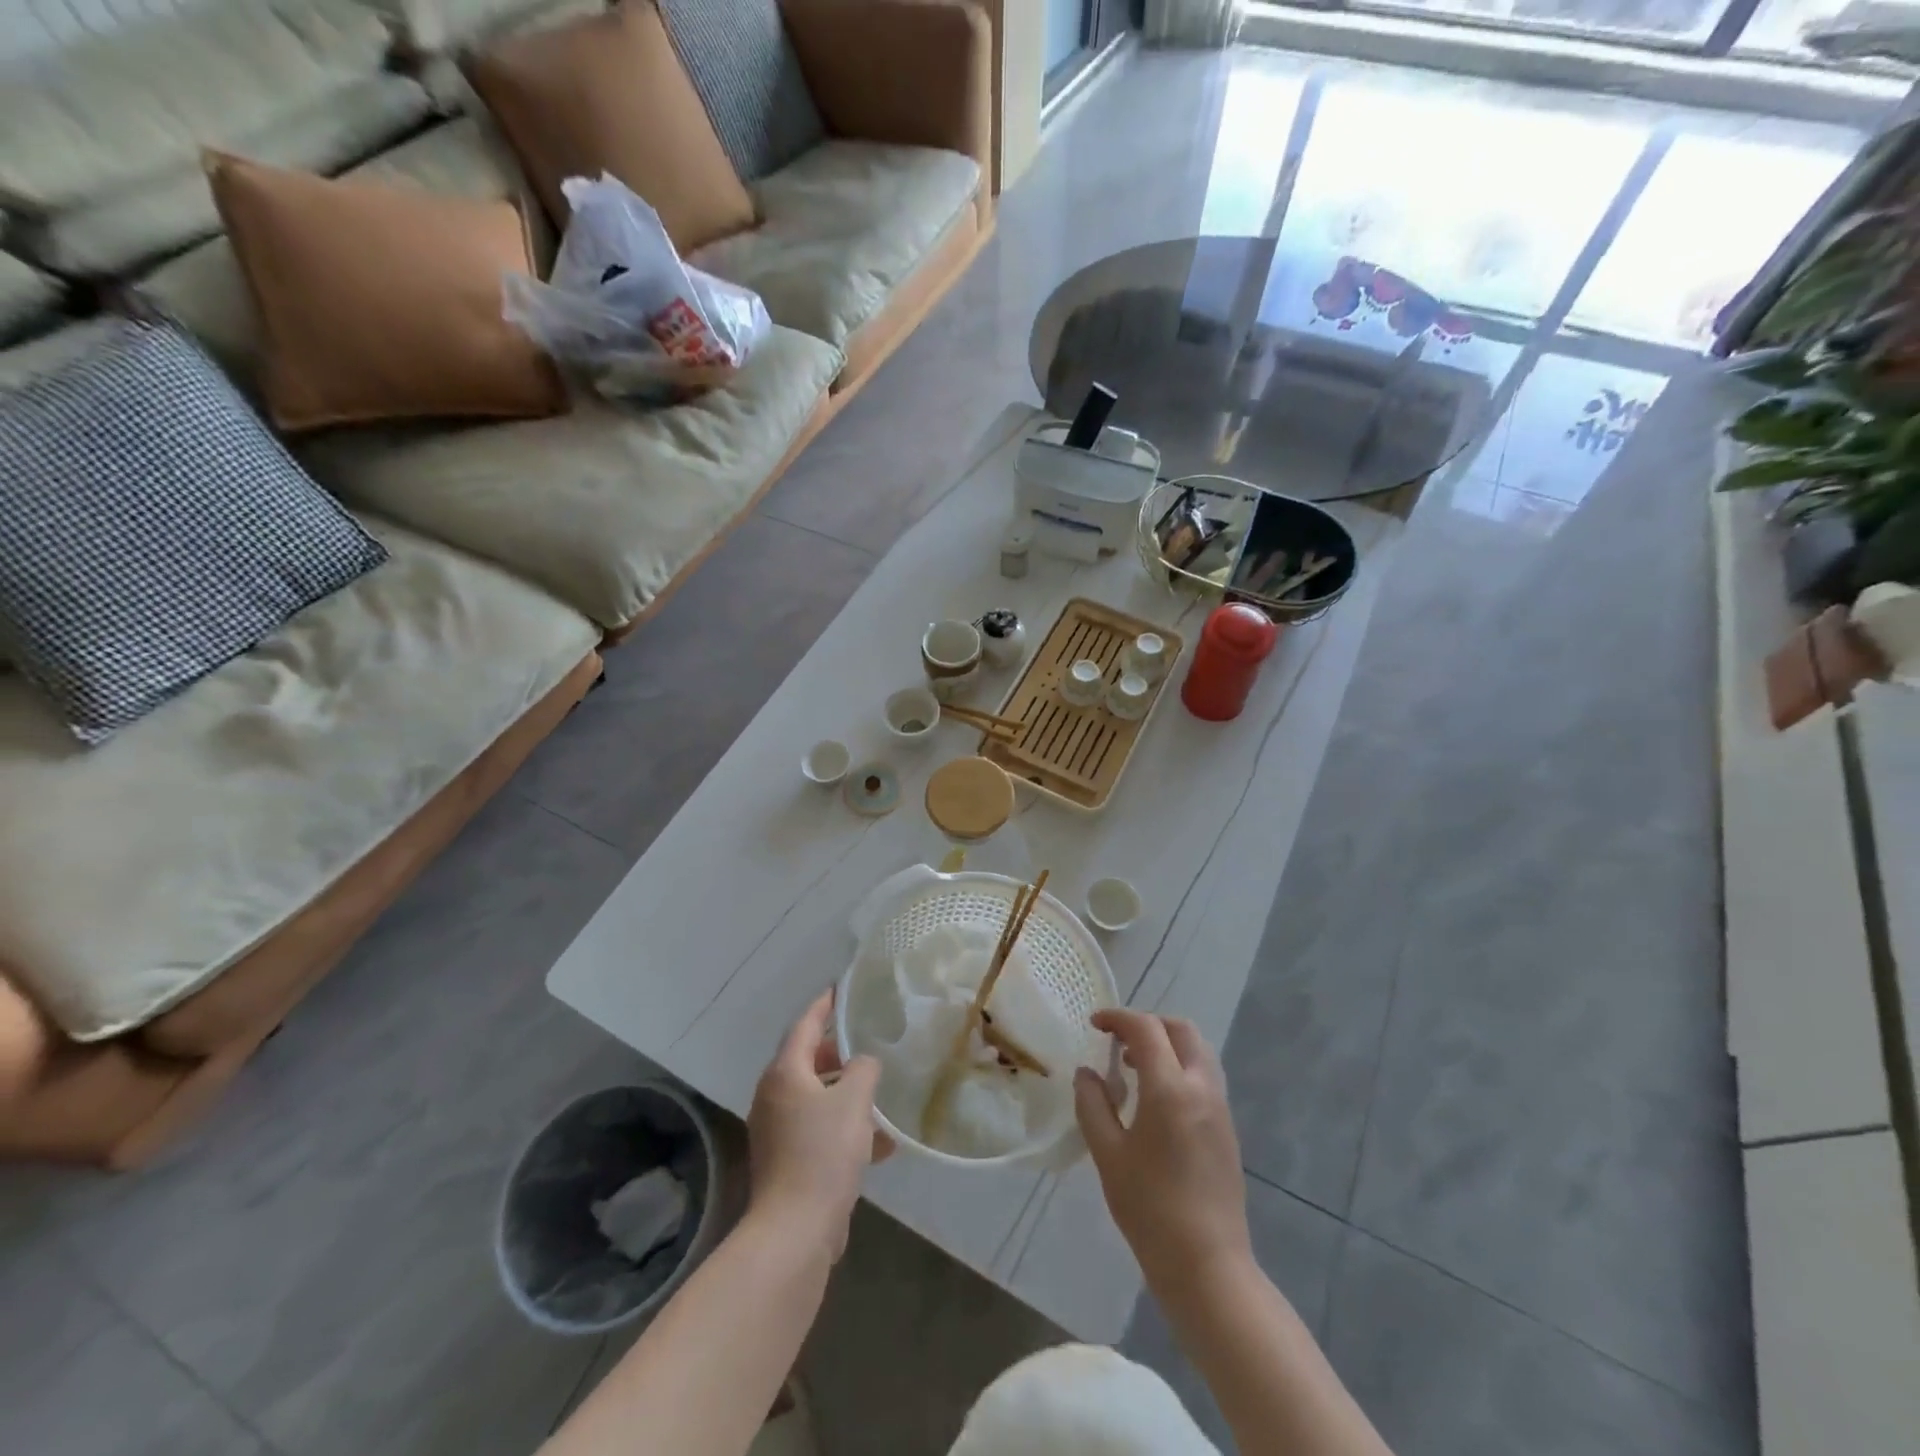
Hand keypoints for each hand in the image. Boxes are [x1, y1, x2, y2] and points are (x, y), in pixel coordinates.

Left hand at [747, 990, 891, 1260]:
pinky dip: (844, 1127)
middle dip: (836, 1052)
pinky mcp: (786, 1161)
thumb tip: (863, 1063)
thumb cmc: (823, 1154)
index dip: (824, 1006)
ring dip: (845, 1093)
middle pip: (806, 1060)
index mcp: (784, 1074)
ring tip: (878, 1093)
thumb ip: (863, 1071)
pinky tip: (880, 1144)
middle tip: (865, 1043)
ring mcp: (777, 1130)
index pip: (804, 1025)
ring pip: (815, 1097)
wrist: (795, 1231)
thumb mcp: (854, 1102)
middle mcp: (774, 1096)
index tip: (841, 989)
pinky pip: (818, 1129)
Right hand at [1074, 1010, 1252, 1283]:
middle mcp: (1202, 1087)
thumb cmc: (1150, 1208)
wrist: (1207, 1265)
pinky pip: (1204, 1076)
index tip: (1094, 1024)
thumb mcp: (1108, 1154)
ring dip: (1167, 1044)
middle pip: (1181, 1030)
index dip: (1118, 1018)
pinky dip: (1179, 1067)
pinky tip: (1155, 1098)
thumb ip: (1093, 1105)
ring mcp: (1220, 1108)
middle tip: (1117, 1041)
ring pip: (1197, 1051)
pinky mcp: (1227, 1128)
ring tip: (1134, 1067)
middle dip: (1148, 1024)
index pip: (1146, 1029)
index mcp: (1171, 1089)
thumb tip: (1087, 1073)